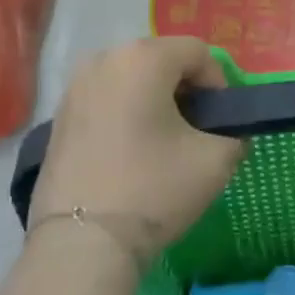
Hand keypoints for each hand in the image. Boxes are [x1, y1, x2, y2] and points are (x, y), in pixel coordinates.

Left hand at [30, 37, 245, 263]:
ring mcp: (75, 85)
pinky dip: (124, 113)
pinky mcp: (59, 115)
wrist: (82, 243)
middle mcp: (104, 58)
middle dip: (184, 89)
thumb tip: (229, 133)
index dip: (218, 84)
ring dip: (153, 100)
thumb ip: (235, 134)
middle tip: (195, 131)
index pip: (197, 52)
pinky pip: (105, 99)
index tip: (220, 122)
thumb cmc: (154, 189)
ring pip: (131, 79)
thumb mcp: (216, 161)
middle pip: (161, 60)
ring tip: (163, 143)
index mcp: (143, 57)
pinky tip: (130, 152)